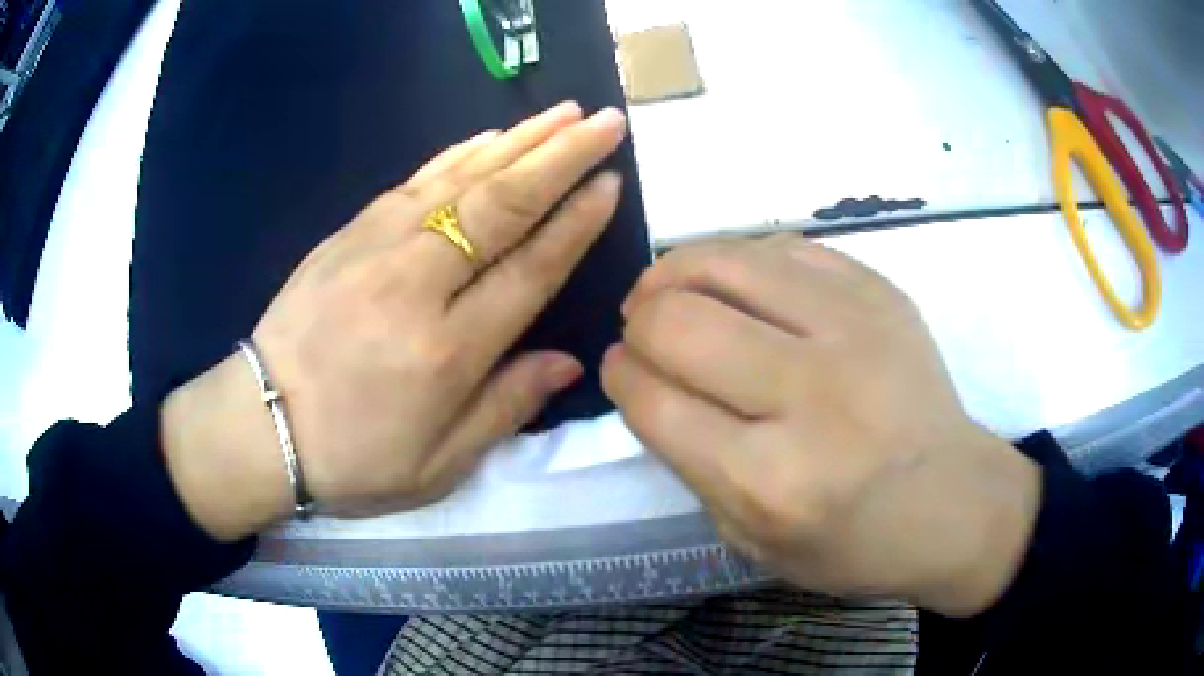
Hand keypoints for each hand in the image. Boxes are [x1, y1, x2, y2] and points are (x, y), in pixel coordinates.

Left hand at [162, 102, 627, 539]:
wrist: (261, 424)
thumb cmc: (354, 457)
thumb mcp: (439, 465)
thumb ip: (506, 408)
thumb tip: (569, 361)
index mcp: (448, 352)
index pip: (531, 269)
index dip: (576, 223)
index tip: (612, 183)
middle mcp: (418, 286)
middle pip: (504, 206)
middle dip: (562, 157)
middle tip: (605, 121)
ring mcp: (377, 248)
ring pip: (463, 180)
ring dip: (519, 140)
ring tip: (564, 113)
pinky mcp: (348, 233)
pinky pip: (416, 181)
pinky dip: (459, 153)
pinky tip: (490, 136)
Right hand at [602, 235, 1040, 616]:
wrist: (955, 500)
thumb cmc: (853, 541)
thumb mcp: (751, 541)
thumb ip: (689, 463)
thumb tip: (644, 379)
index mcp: (772, 480)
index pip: (654, 401)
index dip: (620, 377)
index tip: (620, 370)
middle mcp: (813, 394)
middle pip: (678, 321)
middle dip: (638, 323)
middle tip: (643, 331)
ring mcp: (855, 328)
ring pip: (722, 261)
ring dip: (673, 273)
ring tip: (669, 291)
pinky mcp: (879, 291)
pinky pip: (779, 246)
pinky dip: (736, 260)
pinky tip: (733, 284)